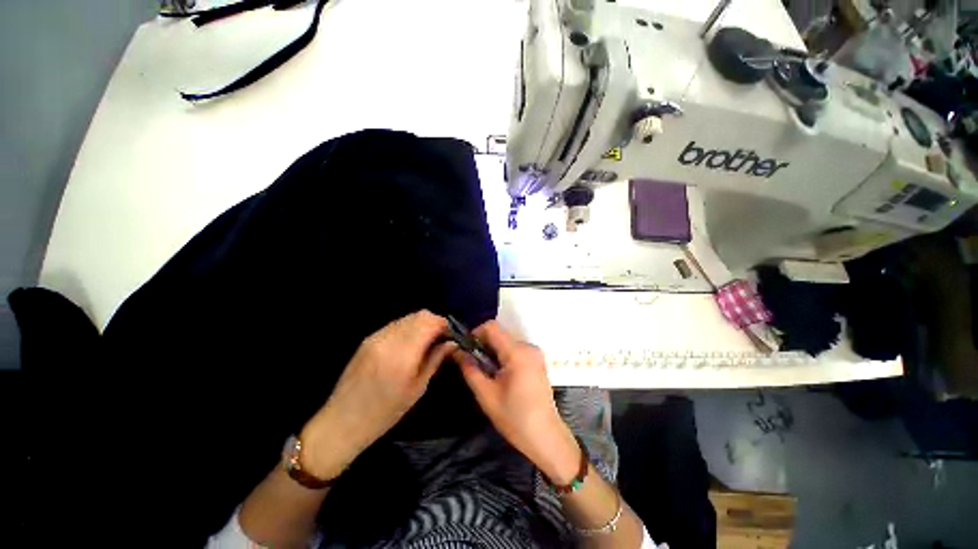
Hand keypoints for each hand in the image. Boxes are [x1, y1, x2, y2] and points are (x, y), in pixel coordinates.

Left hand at [299, 310, 455, 479]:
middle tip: (441, 339)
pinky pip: (395, 324)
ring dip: (421, 324)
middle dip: (434, 323)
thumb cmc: (385, 413)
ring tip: (427, 342)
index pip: (429, 322)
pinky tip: (410, 344)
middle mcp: (388, 339)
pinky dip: (408, 328)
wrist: (342, 422)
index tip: (451, 336)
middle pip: (419, 315)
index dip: (444, 325)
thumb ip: (435, 359)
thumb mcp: (417, 389)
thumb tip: (452, 343)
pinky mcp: (368, 339)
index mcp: (402, 355)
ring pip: (408, 317)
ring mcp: (376, 337)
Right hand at [456, 321, 579, 484]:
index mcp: (517, 352)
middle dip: (483, 346)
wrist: (546, 437)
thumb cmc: (514, 418)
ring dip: (493, 352)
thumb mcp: (486, 394)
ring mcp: (535, 353)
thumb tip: (457, 351)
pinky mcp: (537, 361)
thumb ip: (470, 369)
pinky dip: (503, 357)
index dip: (475, 333)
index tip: (466, 350)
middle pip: (499, 334)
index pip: (492, 327)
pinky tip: (500, 376)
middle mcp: (528, 346)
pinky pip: (515, 350)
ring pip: (506, 342)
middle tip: (473, 366)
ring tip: (487, 374)